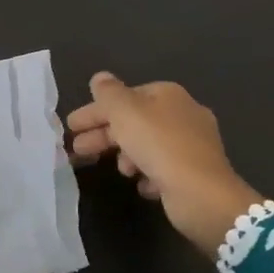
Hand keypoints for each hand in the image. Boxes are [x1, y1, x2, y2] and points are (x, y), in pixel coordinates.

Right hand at [66, 72, 259, 253]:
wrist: (202, 195)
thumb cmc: (159, 145)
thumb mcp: (125, 112)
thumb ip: (108, 93)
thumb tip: (99, 77)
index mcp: (168, 95)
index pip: (124, 97)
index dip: (95, 110)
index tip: (72, 126)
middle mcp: (183, 115)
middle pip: (133, 121)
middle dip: (104, 135)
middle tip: (78, 149)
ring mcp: (192, 145)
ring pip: (147, 146)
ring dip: (127, 156)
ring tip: (121, 171)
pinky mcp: (195, 173)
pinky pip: (162, 169)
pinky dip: (148, 174)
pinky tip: (142, 184)